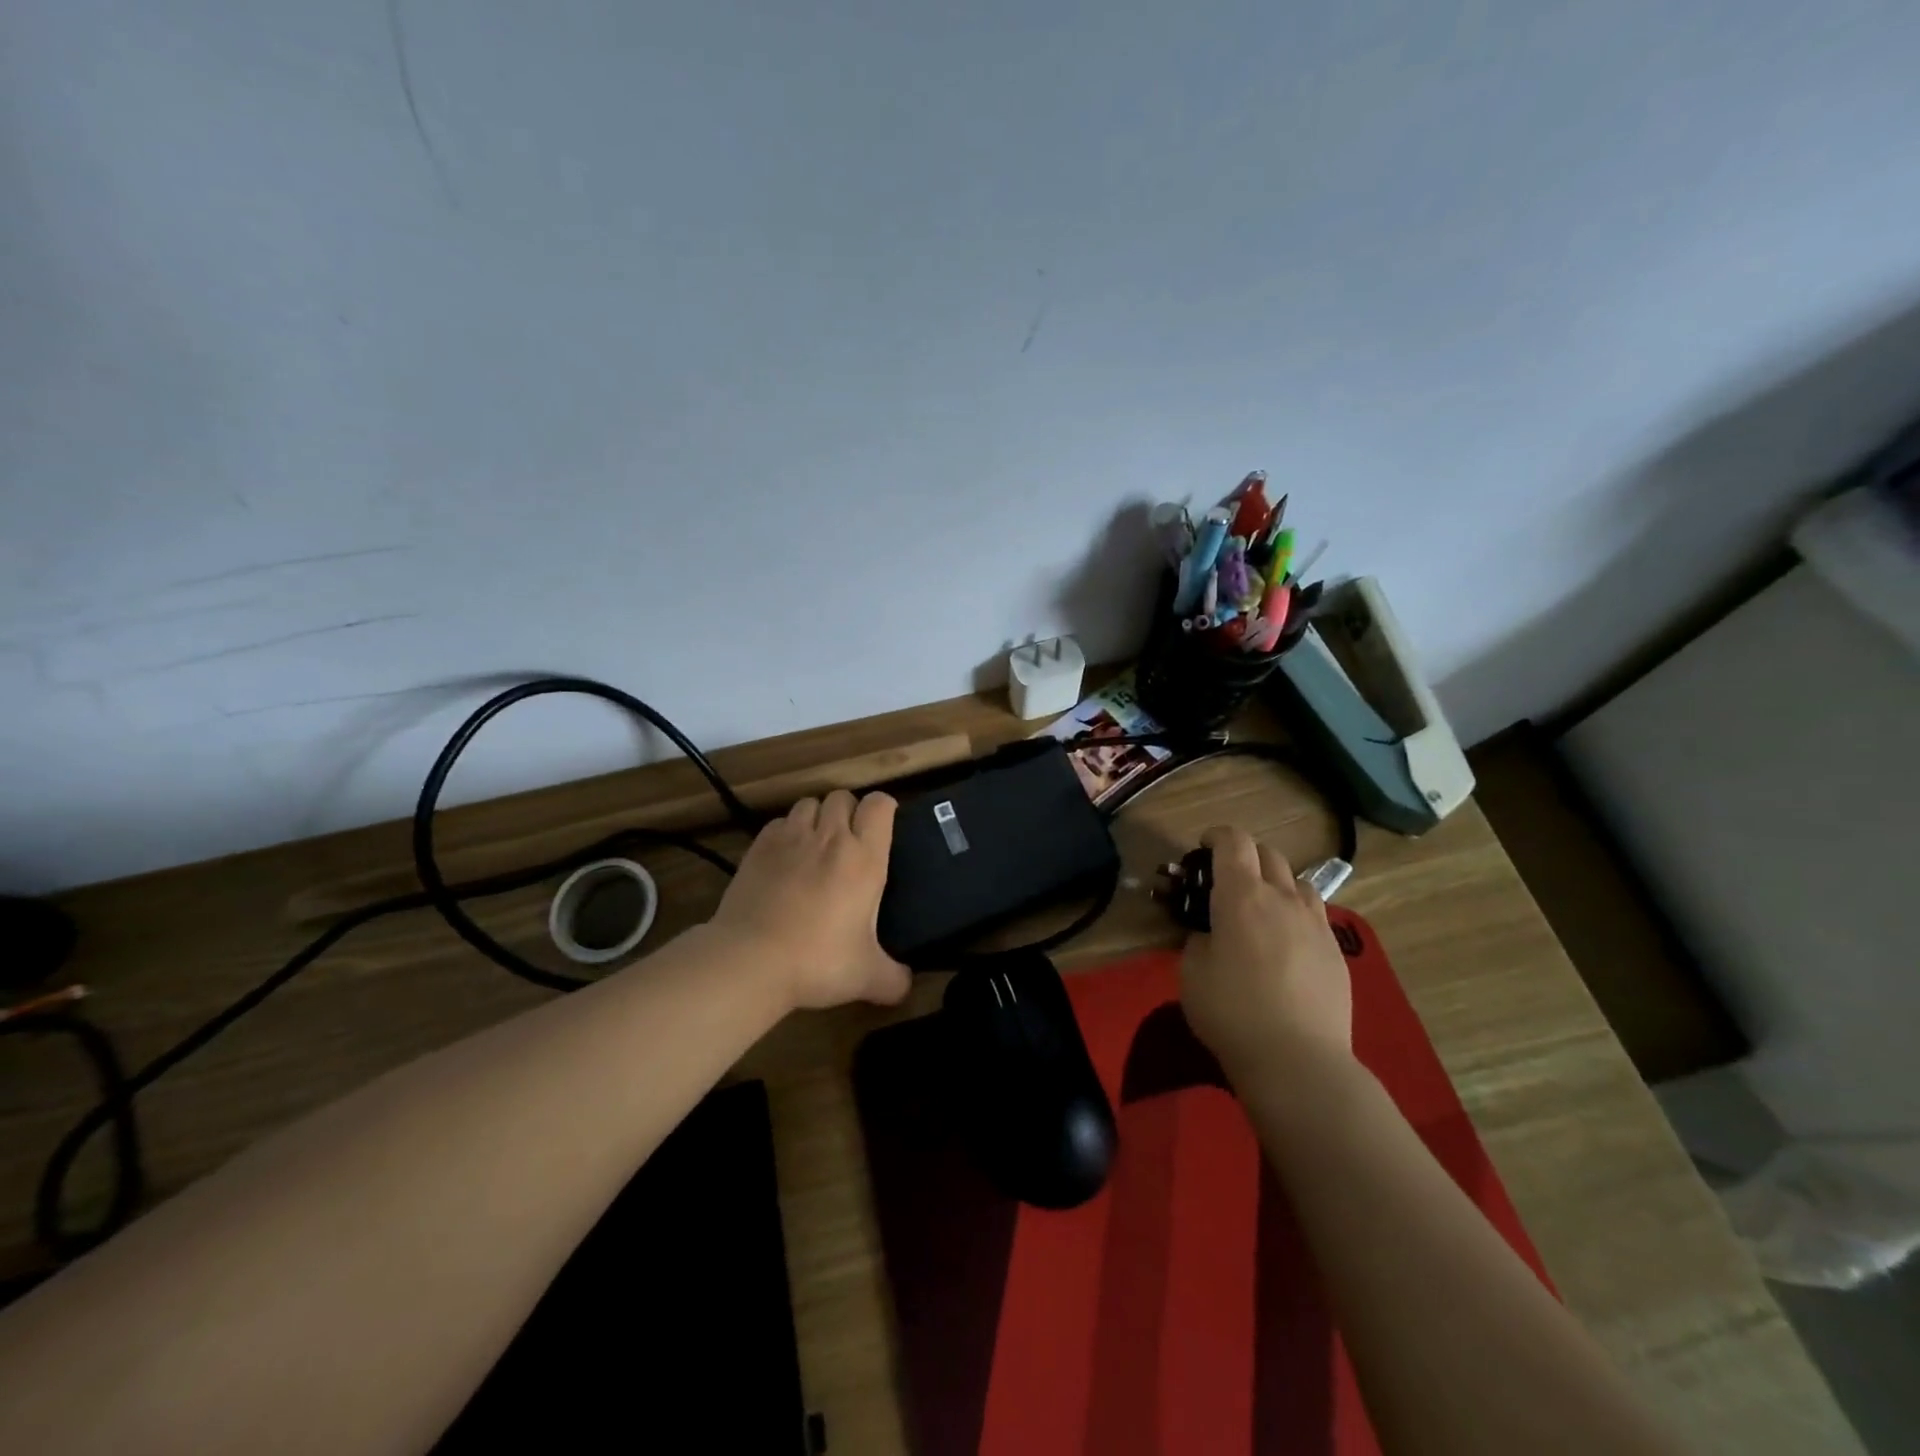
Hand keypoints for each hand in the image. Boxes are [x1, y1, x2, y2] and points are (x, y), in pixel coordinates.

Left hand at [708, 789, 909, 1011]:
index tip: (884, 827)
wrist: (751, 960)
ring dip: (817, 818)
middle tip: (849, 842)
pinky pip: (779, 823)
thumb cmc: (818, 962)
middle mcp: (830, 838)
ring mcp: (791, 838)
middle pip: (843, 797)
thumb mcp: (867, 977)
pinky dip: (787, 832)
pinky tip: (785, 859)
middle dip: (849, 812)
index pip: (880, 805)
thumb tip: (906, 985)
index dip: (885, 809)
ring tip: (816, 846)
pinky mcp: (759, 846)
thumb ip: (895, 979)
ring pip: (809, 804)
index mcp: (865, 858)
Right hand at [1180, 825, 1353, 1087]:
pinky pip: (1316, 916)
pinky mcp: (1337, 952)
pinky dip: (1297, 915)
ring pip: (1298, 882)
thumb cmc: (1231, 1012)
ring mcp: (1316, 924)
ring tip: (1262, 909)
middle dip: (1245, 856)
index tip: (1202, 847)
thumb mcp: (1191, 973)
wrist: (1298, 1060)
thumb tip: (1210, 935)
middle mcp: (1283, 898)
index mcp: (1241, 896)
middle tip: (1227, 880)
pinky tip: (1286, 945)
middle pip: (1268, 854)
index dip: (1216, 836)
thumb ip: (1198, 941)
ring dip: (1276, 883)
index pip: (1233, 841)